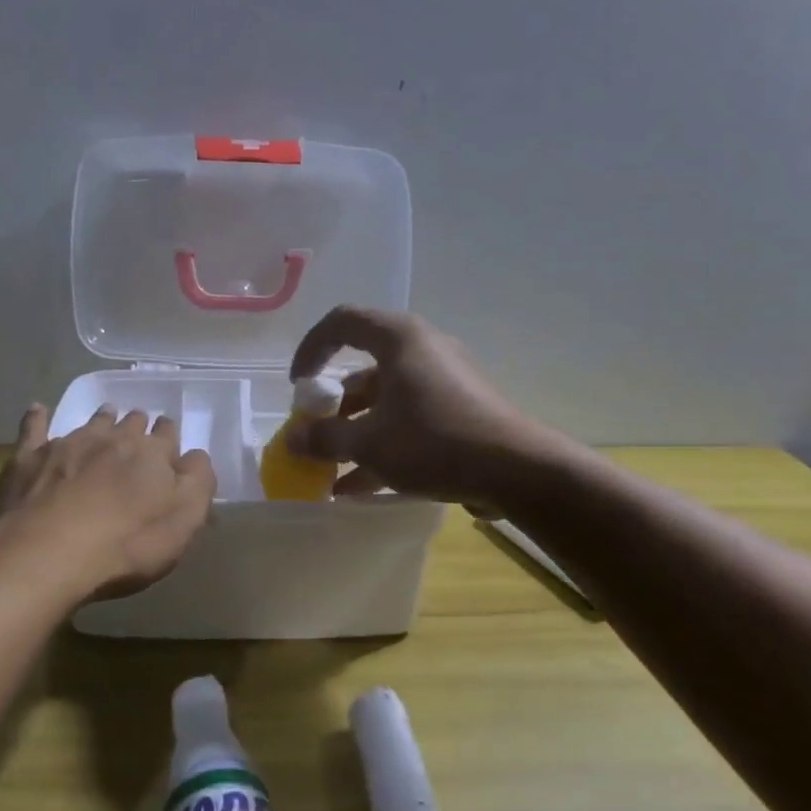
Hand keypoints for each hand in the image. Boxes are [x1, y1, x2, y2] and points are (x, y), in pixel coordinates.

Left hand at [0, 404, 216, 600]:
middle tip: (138, 429)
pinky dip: (37, 418)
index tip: (169, 439)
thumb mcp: (185, 520)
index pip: (167, 435)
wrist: (50, 551)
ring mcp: (69, 444)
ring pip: (92, 423)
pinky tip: (37, 409)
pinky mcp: (30, 458)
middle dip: (137, 425)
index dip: (169, 437)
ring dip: (103, 419)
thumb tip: (195, 456)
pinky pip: (34, 429)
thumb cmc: (128, 542)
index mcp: (152, 453)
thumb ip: (198, 481)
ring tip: (107, 414)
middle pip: (131, 424)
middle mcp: (113, 438)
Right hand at [286, 307, 544, 503]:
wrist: (519, 471)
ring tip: (330, 471)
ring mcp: (444, 381)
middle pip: (364, 369)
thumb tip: (292, 440)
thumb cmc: (435, 441)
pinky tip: (360, 487)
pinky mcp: (460, 411)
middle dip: (333, 407)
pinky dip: (383, 445)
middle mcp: (422, 350)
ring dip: (355, 433)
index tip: (298, 386)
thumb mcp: (370, 442)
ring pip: (386, 401)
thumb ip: (325, 438)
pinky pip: (409, 420)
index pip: (342, 322)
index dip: (312, 348)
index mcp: (399, 339)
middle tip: (315, 435)